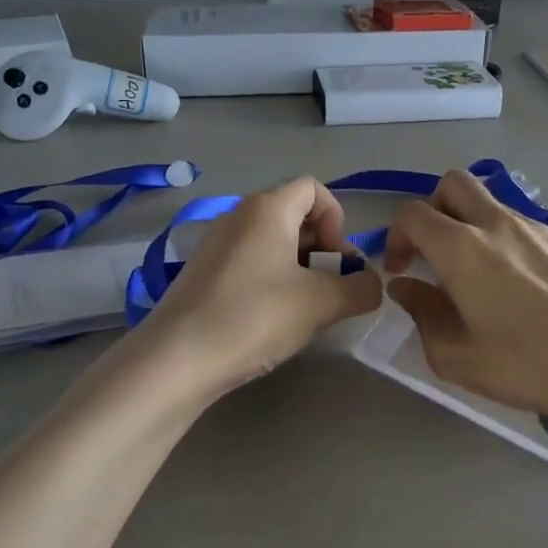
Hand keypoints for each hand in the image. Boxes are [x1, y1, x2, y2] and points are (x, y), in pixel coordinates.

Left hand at [145, 177, 382, 394]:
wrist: (177, 359)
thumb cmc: (254, 317)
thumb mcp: (321, 303)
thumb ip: (360, 288)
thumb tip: (371, 284)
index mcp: (268, 208)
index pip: (314, 189)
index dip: (337, 219)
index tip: (338, 260)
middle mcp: (239, 215)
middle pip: (294, 215)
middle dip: (322, 248)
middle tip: (330, 289)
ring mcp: (216, 243)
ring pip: (272, 242)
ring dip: (299, 268)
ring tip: (305, 309)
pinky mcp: (202, 272)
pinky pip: (250, 262)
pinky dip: (271, 280)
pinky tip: (271, 319)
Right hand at [383, 170, 547, 428]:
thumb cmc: (526, 365)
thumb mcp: (455, 356)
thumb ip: (422, 314)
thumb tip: (406, 287)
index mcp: (461, 248)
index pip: (413, 214)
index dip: (397, 236)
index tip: (402, 270)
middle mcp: (499, 224)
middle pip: (454, 184)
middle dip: (435, 209)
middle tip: (437, 251)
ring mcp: (541, 228)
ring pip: (495, 206)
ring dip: (477, 229)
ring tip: (488, 281)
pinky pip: (530, 231)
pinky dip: (515, 247)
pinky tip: (533, 292)